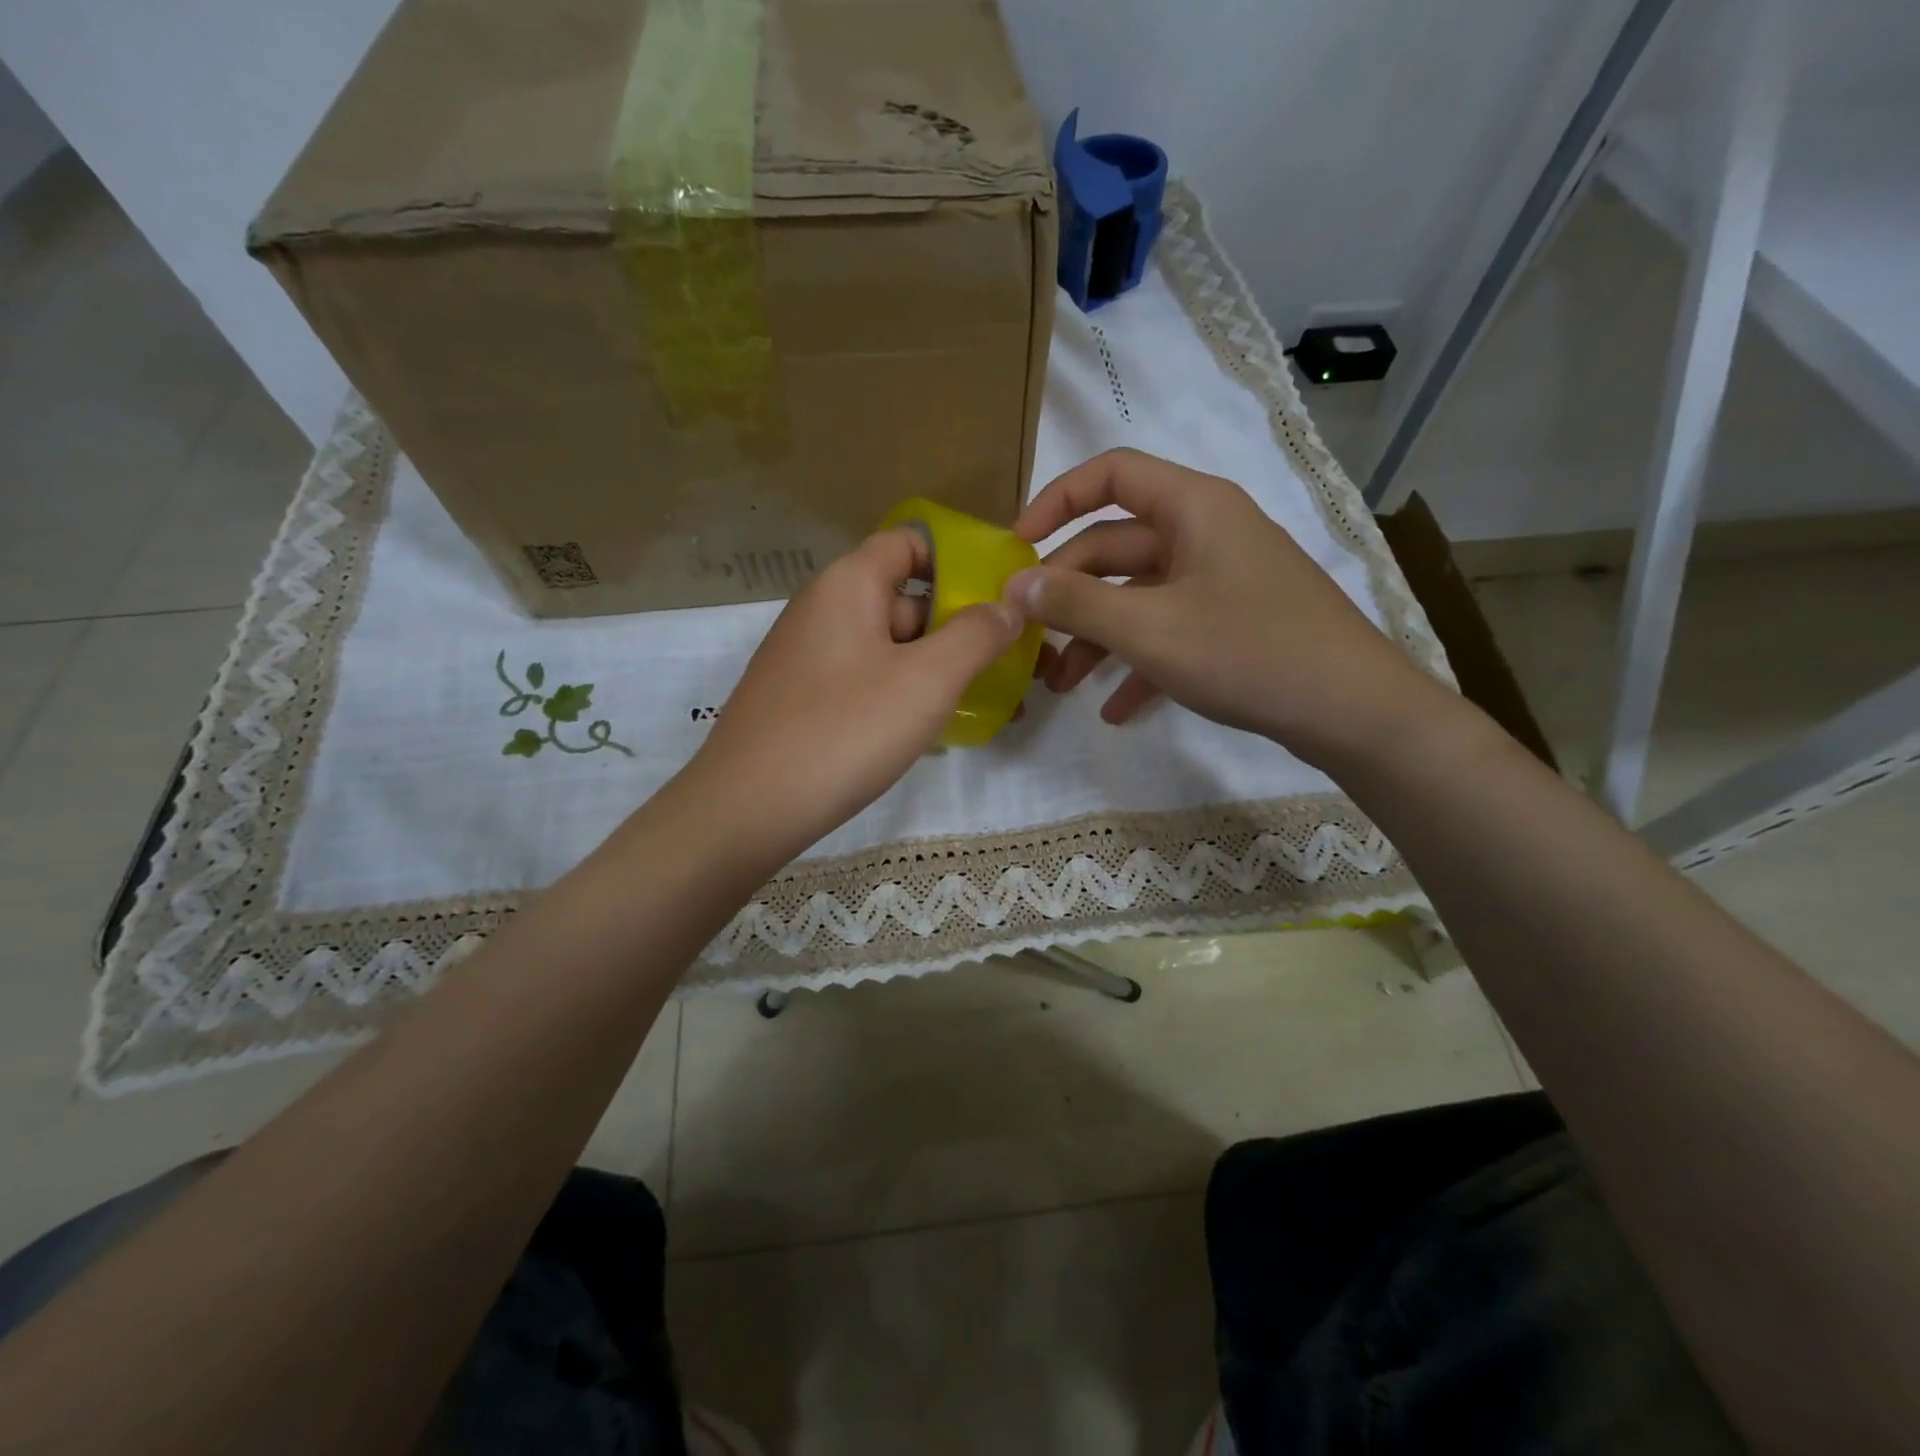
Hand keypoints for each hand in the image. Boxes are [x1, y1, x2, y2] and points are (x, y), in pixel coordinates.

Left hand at [687, 528, 1023, 859]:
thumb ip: (976, 635)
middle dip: (958, 628)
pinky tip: (932, 730)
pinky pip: (865, 682)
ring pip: (888, 648)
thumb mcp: (927, 680)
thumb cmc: (844, 731)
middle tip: (1009, 664)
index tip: (1000, 597)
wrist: (747, 809)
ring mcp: (808, 658)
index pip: (908, 543)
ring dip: (936, 668)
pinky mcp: (802, 701)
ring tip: (985, 703)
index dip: (957, 561)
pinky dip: (902, 695)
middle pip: (904, 600)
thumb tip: (1006, 607)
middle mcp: (823, 611)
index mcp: (847, 585)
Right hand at [1003, 448, 1443, 768]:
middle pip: (1115, 545)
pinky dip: (1138, 662)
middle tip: (1028, 635)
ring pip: (1138, 594)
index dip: (1055, 501)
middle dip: (1068, 593)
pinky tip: (1114, 708)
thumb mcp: (1149, 629)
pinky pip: (1170, 629)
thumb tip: (1014, 584)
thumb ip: (1076, 603)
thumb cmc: (1248, 651)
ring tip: (1059, 684)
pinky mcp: (1232, 620)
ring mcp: (1221, 578)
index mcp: (1192, 507)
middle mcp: (1206, 531)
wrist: (1352, 710)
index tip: (1016, 547)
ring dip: (1096, 636)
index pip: (1109, 474)